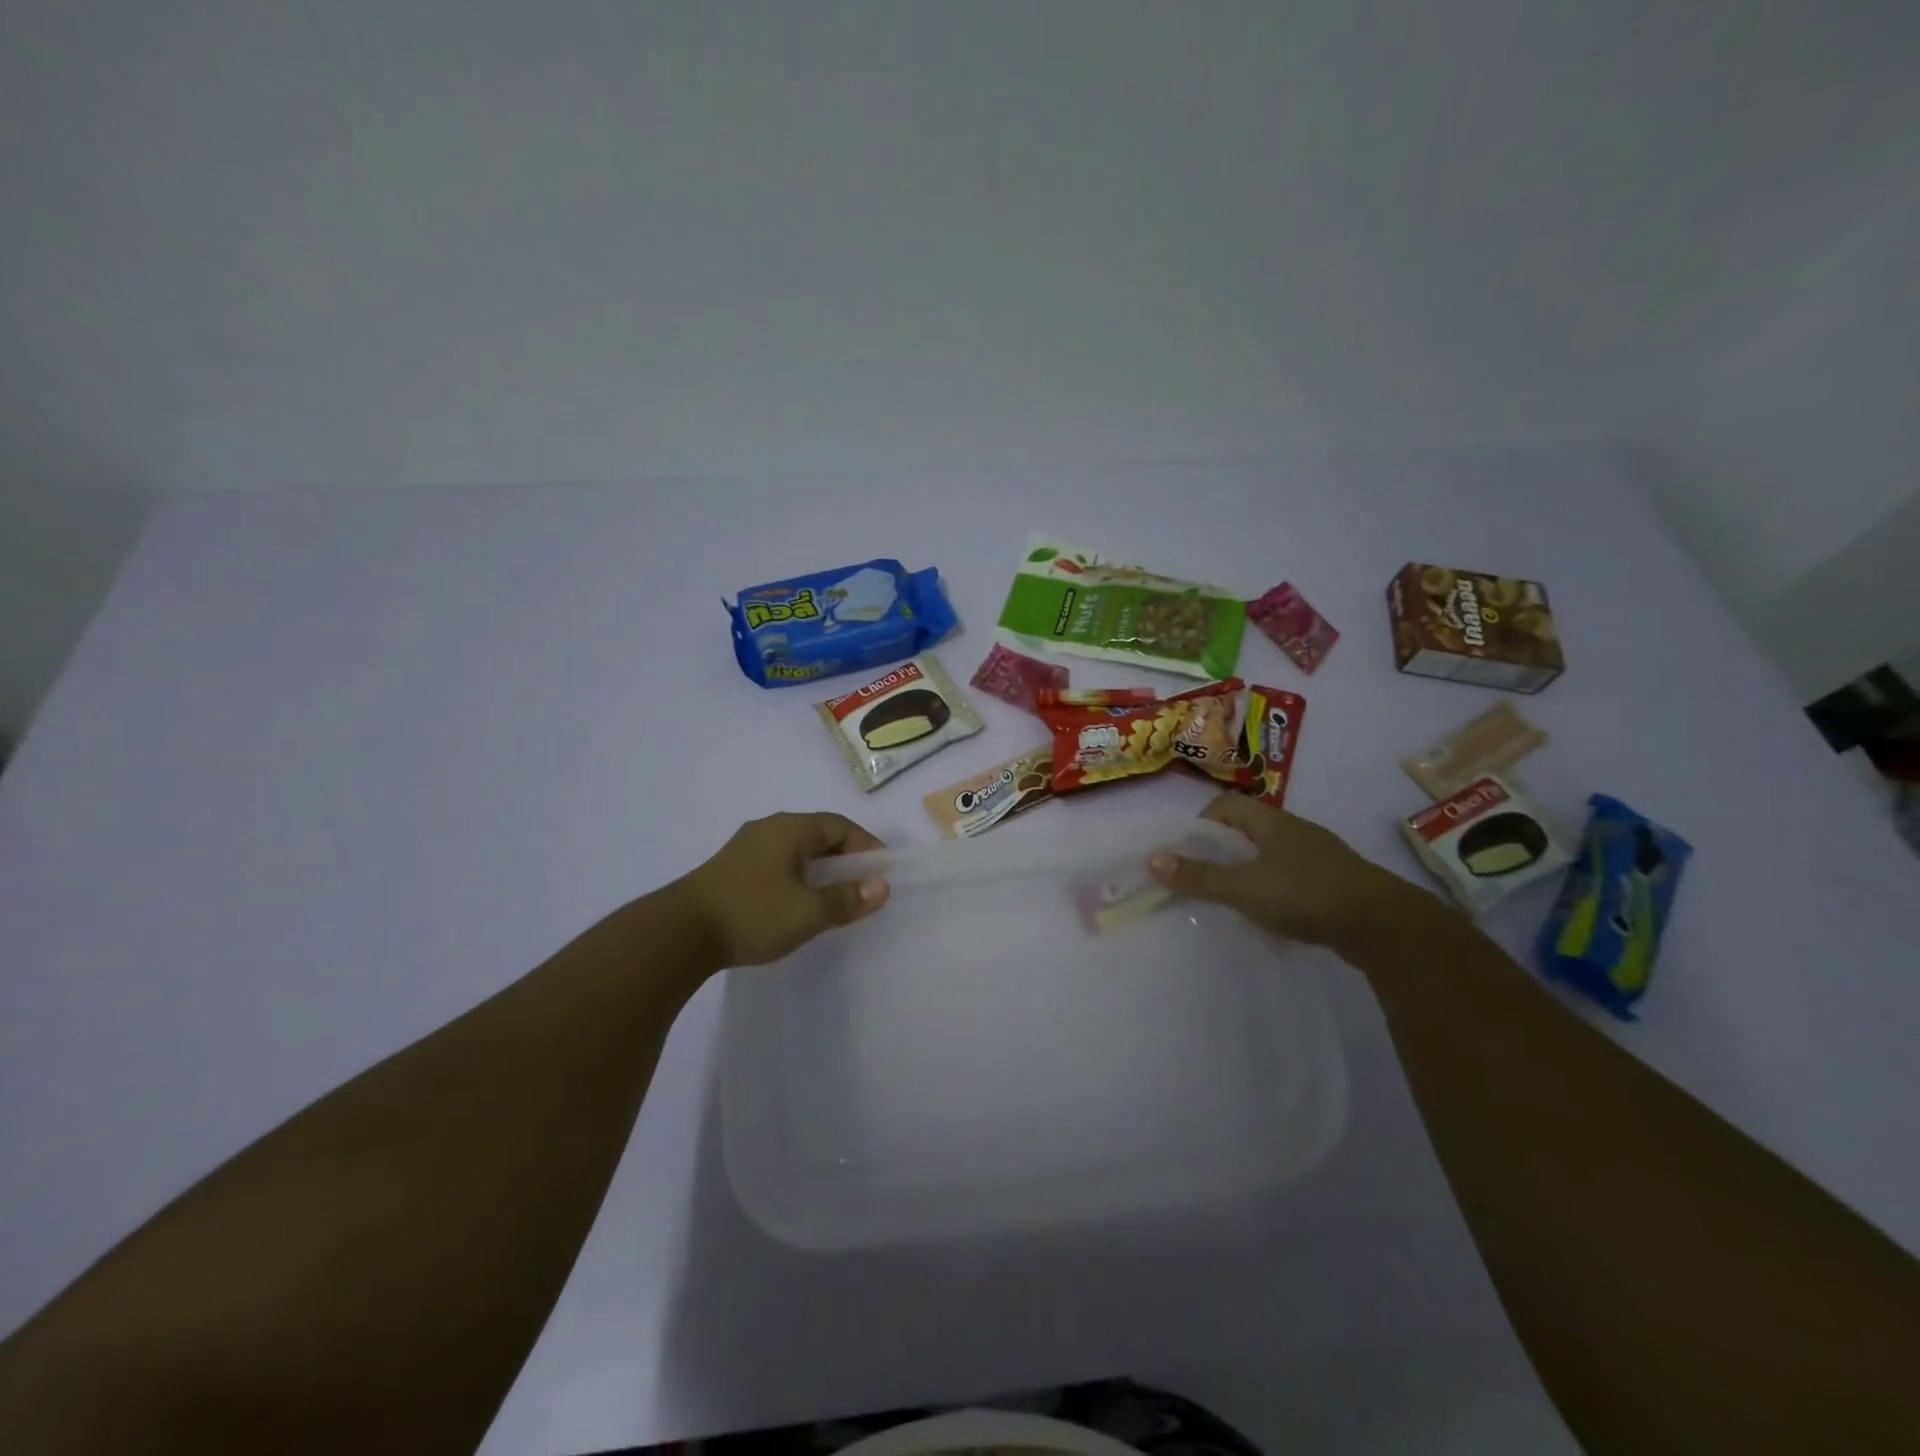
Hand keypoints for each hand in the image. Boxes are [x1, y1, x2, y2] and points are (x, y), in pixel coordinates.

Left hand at [675, 812, 890, 966]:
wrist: (678, 934)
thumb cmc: (752, 914)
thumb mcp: (808, 912)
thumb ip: (847, 899)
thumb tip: (882, 886)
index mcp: (790, 828)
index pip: (840, 826)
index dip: (866, 847)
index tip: (881, 874)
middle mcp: (768, 828)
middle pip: (818, 834)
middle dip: (844, 858)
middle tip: (860, 886)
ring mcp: (745, 848)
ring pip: (795, 851)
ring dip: (819, 869)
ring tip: (831, 897)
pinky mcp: (730, 870)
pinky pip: (776, 864)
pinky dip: (796, 878)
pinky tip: (794, 903)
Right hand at [1149, 792, 1403, 946]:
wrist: (1383, 926)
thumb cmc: (1305, 895)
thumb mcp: (1243, 887)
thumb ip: (1198, 876)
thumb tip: (1151, 859)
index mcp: (1272, 822)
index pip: (1226, 805)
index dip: (1201, 822)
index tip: (1187, 850)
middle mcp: (1296, 831)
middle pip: (1249, 828)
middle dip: (1223, 848)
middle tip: (1204, 874)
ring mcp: (1320, 856)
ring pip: (1272, 853)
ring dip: (1250, 868)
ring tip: (1234, 896)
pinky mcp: (1337, 882)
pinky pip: (1294, 875)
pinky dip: (1276, 887)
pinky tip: (1274, 913)